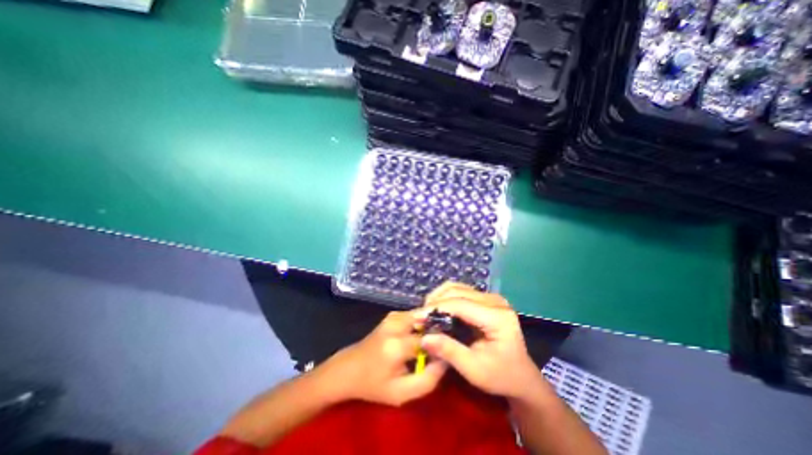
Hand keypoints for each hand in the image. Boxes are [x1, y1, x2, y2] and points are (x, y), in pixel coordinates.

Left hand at [317, 311, 445, 407]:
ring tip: (434, 340)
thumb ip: (428, 380)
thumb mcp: (402, 394)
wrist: (349, 369)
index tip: (448, 351)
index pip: (431, 339)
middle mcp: (396, 324)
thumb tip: (446, 359)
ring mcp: (393, 316)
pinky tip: (421, 335)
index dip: (442, 344)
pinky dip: (422, 322)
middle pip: (428, 320)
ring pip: (422, 315)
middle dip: (438, 329)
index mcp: (397, 345)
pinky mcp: (392, 315)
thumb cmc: (374, 384)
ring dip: (431, 325)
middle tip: (443, 343)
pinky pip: (415, 315)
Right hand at [419, 283, 544, 399]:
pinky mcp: (486, 299)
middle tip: (420, 317)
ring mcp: (492, 297)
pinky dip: (446, 298)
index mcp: (497, 317)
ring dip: (439, 297)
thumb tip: (424, 338)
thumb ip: (449, 351)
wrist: (520, 376)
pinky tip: (438, 310)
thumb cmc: (500, 376)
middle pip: (457, 291)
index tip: (416, 317)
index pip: (460, 304)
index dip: (436, 308)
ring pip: (457, 287)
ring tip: (427, 313)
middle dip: (435, 302)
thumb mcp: (474, 370)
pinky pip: (461, 291)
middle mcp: (495, 301)